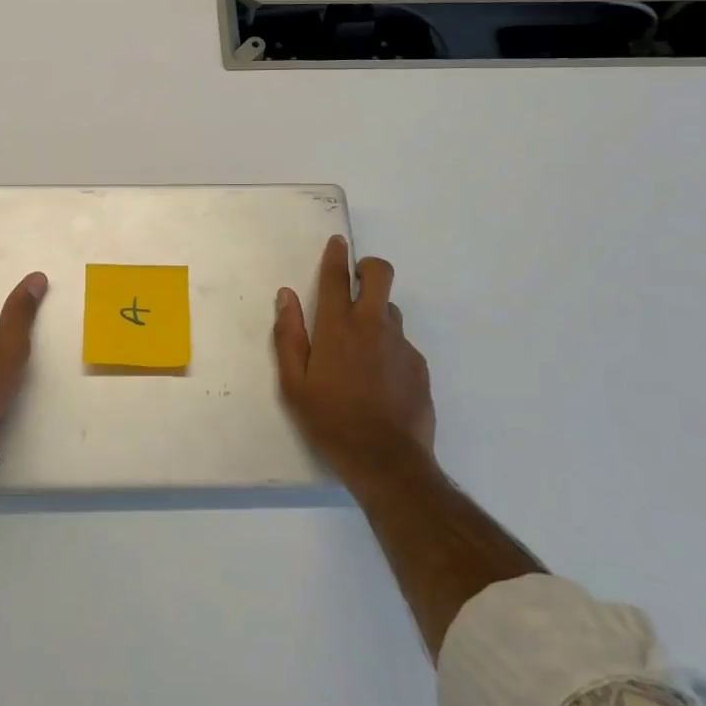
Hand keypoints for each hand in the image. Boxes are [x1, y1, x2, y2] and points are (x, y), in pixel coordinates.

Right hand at [273, 235, 434, 487]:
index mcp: (337, 328)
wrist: (387, 462)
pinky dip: (388, 348)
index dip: (336, 255)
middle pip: (380, 274)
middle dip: (368, 267)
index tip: (336, 243)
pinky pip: (401, 344)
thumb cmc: (330, 422)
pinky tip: (378, 380)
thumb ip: (288, 336)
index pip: (337, 277)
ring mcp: (401, 345)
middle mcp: (373, 326)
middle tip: (355, 282)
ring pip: (391, 310)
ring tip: (360, 348)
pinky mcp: (419, 366)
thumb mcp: (294, 384)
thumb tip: (286, 296)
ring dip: (375, 314)